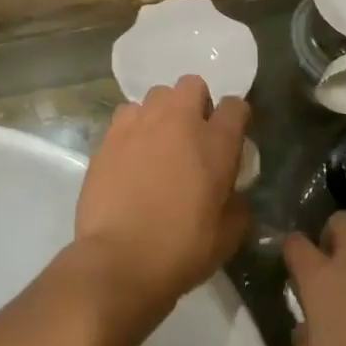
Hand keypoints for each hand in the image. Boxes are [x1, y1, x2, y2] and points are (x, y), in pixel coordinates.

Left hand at [73, 76, 250, 328]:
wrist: (120, 260)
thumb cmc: (182, 249)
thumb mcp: (229, 235)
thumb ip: (238, 205)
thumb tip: (234, 195)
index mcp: (215, 143)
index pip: (235, 106)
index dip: (236, 118)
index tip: (232, 137)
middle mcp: (177, 122)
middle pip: (191, 85)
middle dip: (196, 102)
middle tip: (192, 135)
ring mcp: (138, 125)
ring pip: (154, 96)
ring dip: (161, 113)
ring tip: (157, 143)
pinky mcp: (107, 138)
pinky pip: (125, 117)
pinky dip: (132, 128)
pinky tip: (130, 155)